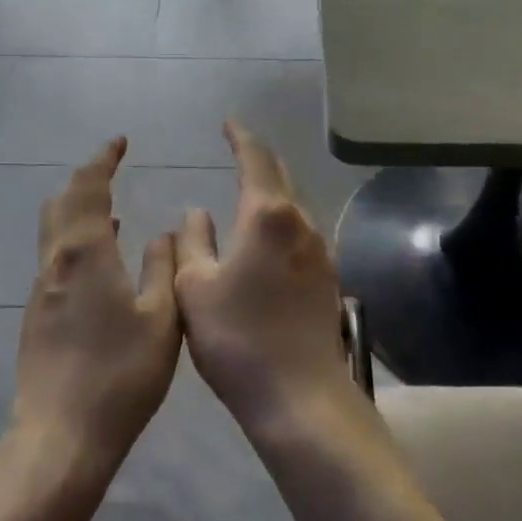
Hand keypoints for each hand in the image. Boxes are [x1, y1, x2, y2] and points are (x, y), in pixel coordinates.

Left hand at [14, 138, 180, 480]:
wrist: (60, 438)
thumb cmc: (119, 375)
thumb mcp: (160, 319)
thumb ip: (162, 268)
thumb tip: (161, 233)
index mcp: (86, 253)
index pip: (89, 188)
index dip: (102, 160)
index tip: (119, 141)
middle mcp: (56, 262)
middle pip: (62, 203)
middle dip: (85, 179)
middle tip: (112, 168)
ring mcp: (42, 290)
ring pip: (53, 231)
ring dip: (77, 209)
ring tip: (111, 207)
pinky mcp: (37, 315)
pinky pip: (56, 257)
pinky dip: (75, 239)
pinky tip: (102, 259)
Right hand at [174, 121, 351, 440]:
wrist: (300, 397)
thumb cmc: (238, 339)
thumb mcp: (196, 288)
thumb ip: (192, 242)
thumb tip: (197, 213)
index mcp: (267, 216)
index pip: (256, 159)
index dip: (241, 137)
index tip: (229, 123)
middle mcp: (301, 223)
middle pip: (282, 175)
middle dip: (260, 158)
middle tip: (238, 150)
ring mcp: (321, 250)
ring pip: (296, 204)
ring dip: (274, 189)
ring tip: (251, 189)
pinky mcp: (329, 277)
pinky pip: (303, 230)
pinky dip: (283, 218)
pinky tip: (270, 236)